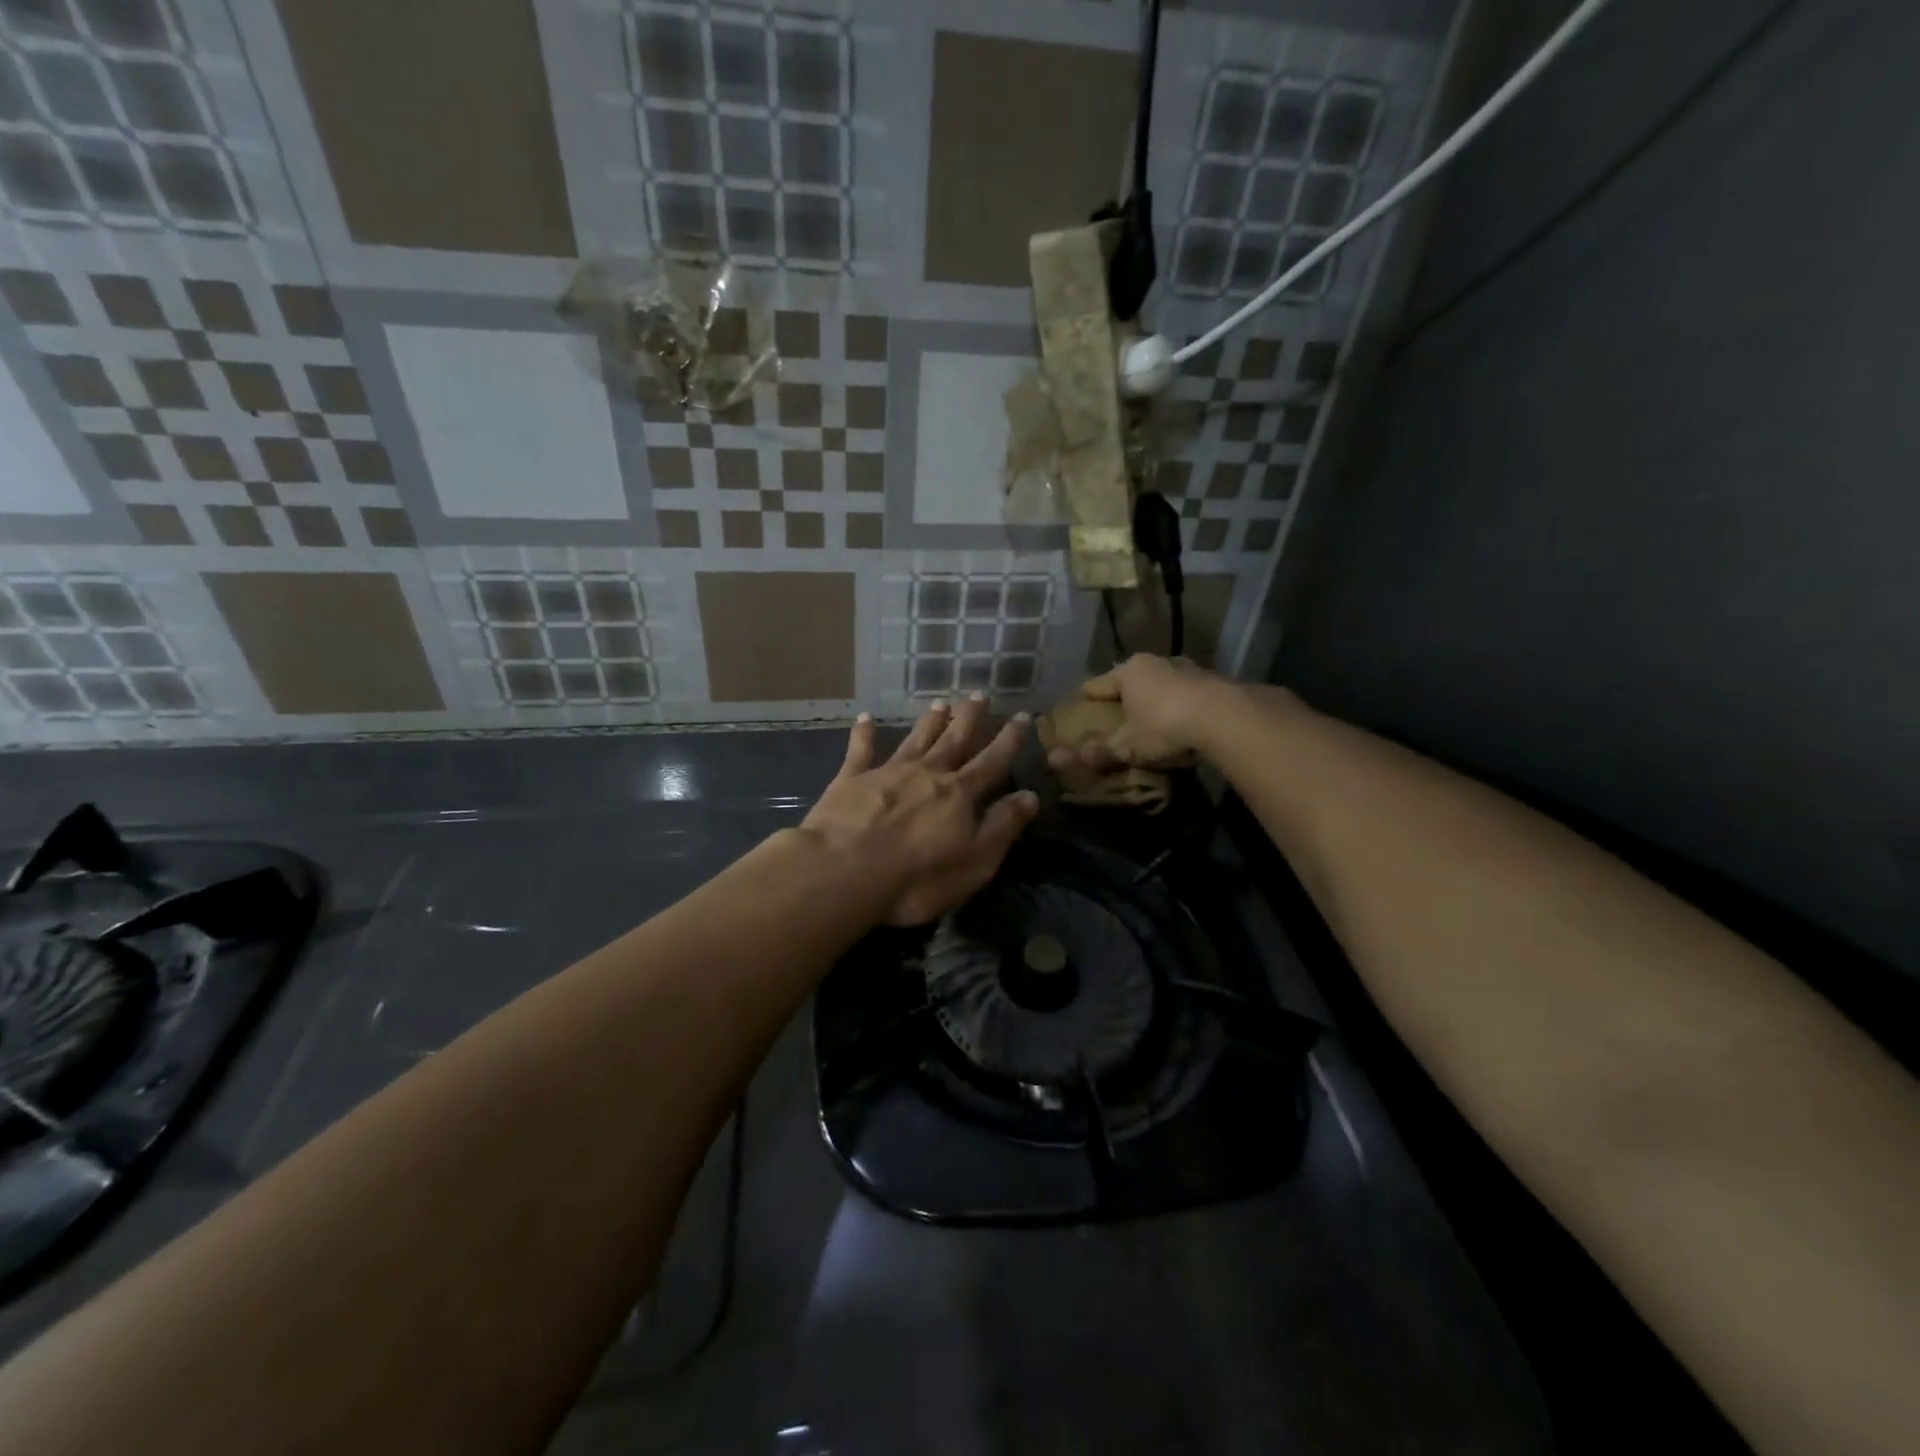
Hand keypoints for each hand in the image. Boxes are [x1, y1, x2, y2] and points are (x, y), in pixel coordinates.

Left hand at [802, 695, 1038, 925]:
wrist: (843, 873)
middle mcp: (926, 773)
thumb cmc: (917, 878)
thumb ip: (1002, 826)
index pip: (992, 762)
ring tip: (941, 703)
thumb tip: (1030, 796)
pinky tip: (865, 718)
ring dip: (929, 722)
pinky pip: (860, 751)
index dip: (1009, 740)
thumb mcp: (975, 862)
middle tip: (980, 694)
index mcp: (959, 794)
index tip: (1022, 716)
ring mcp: (887, 773)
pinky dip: (863, 734)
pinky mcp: (850, 780)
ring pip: (915, 740)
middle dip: (970, 718)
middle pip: (953, 740)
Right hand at [1045, 654, 1230, 774]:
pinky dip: (1179, 706)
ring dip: (1154, 700)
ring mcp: (1187, 669)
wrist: (1225, 717)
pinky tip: (1180, 723)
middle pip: (1131, 680)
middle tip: (1114, 715)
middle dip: (1123, 697)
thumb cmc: (1164, 725)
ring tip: (1148, 719)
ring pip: (1161, 684)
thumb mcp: (1128, 745)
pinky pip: (1186, 694)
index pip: (1098, 684)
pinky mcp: (1213, 681)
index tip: (1078, 706)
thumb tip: (1057, 760)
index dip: (1086, 697)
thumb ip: (1099, 751)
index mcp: (1129, 671)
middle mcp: (1156, 663)